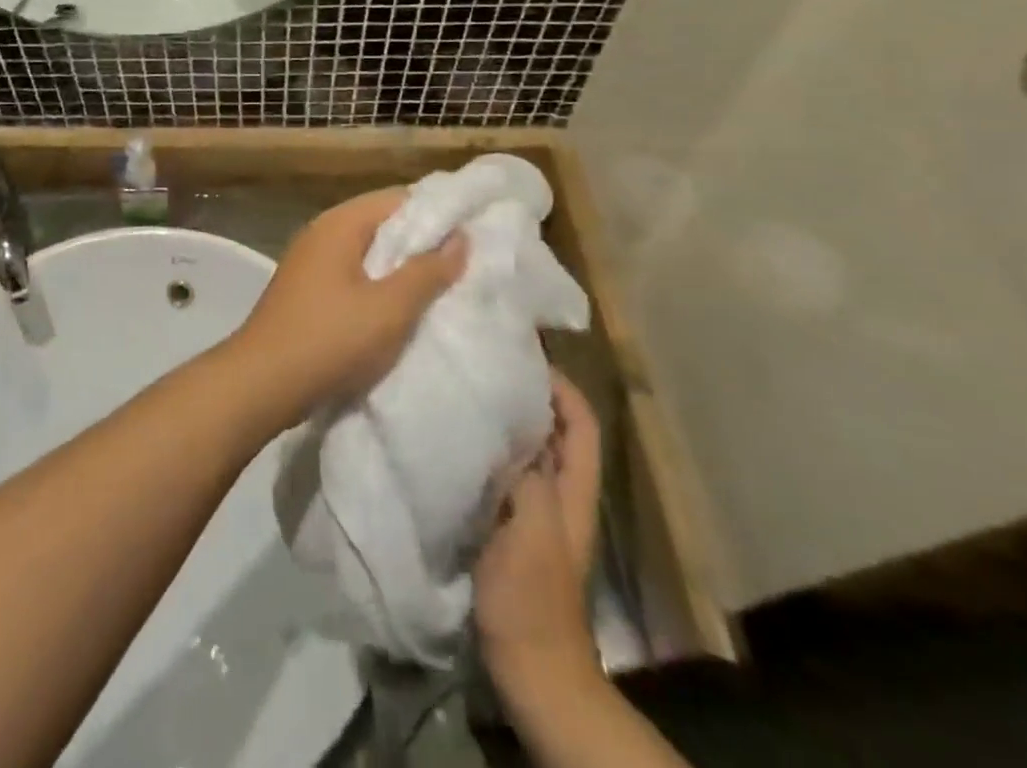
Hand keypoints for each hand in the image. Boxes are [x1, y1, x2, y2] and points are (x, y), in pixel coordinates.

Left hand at [226, 188, 466, 429]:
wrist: (261, 383)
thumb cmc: (329, 339)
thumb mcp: (389, 308)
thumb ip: (426, 271)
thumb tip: (460, 237)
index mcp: (340, 224)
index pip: (397, 199)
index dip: (438, 212)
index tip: (475, 231)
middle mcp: (322, 233)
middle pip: (382, 224)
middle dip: (422, 242)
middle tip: (466, 262)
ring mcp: (310, 262)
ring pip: (368, 253)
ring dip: (401, 268)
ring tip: (442, 286)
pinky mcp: (307, 291)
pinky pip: (352, 276)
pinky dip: (378, 286)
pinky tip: (402, 309)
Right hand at [474, 375, 604, 697]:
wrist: (529, 672)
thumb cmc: (533, 599)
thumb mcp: (531, 531)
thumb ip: (526, 476)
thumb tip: (508, 420)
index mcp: (573, 490)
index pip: (579, 421)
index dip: (560, 385)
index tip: (520, 353)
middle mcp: (556, 493)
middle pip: (549, 429)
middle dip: (522, 393)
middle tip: (478, 363)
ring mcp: (530, 512)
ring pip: (521, 450)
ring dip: (498, 421)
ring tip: (458, 390)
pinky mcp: (503, 528)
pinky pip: (495, 474)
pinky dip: (479, 452)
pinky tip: (447, 440)